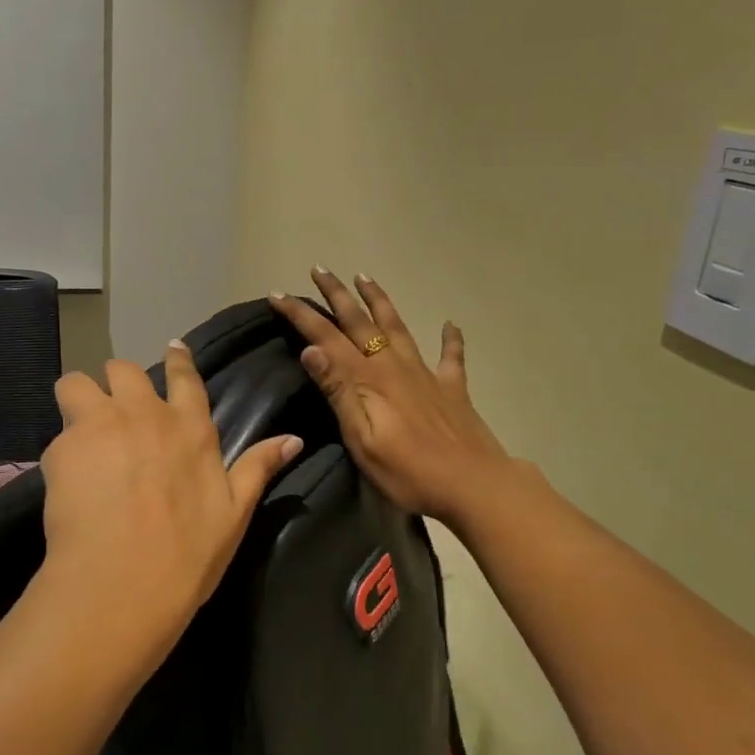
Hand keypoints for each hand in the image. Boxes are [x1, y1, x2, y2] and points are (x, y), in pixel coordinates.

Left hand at [37, 342, 302, 657]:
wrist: (122, 584)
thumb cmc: (186, 556)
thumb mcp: (234, 515)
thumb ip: (258, 468)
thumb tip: (293, 438)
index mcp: (190, 428)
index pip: (184, 376)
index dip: (177, 360)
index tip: (171, 349)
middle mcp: (145, 414)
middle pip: (123, 370)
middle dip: (118, 384)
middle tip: (115, 415)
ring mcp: (101, 424)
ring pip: (77, 383)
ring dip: (78, 399)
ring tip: (80, 432)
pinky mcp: (63, 445)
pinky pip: (57, 433)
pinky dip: (62, 452)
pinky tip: (67, 484)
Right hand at [270, 271, 509, 531]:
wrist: (475, 485)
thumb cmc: (409, 472)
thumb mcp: (361, 439)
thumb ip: (338, 392)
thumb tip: (311, 349)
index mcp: (368, 380)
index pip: (326, 338)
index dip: (301, 315)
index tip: (278, 293)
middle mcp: (394, 367)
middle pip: (360, 322)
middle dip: (337, 294)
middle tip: (320, 269)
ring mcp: (426, 374)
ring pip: (398, 327)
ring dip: (379, 300)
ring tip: (365, 277)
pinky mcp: (452, 389)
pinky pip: (451, 356)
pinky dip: (450, 338)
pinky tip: (450, 324)